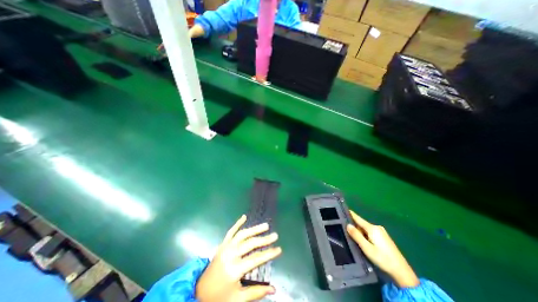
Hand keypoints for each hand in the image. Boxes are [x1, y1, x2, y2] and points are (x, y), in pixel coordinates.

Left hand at [197, 215, 281, 300]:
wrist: (199, 291)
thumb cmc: (219, 297)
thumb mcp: (237, 299)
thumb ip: (256, 293)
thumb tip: (274, 289)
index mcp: (234, 269)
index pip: (256, 259)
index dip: (269, 254)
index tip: (279, 249)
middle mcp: (230, 254)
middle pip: (250, 244)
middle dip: (264, 239)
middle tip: (275, 235)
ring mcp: (225, 247)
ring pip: (242, 234)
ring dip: (254, 229)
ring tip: (265, 226)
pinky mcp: (222, 244)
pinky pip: (231, 231)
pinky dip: (237, 223)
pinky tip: (244, 216)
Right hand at [345, 210, 419, 287]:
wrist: (402, 272)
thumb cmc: (382, 259)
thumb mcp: (367, 248)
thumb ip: (357, 235)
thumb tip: (347, 224)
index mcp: (372, 228)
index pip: (357, 218)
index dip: (350, 214)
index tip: (341, 210)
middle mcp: (377, 227)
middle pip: (361, 223)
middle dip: (354, 226)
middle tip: (344, 229)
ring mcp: (381, 232)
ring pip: (366, 228)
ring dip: (359, 231)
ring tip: (352, 236)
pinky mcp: (384, 237)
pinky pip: (370, 232)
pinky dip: (365, 234)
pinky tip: (363, 241)